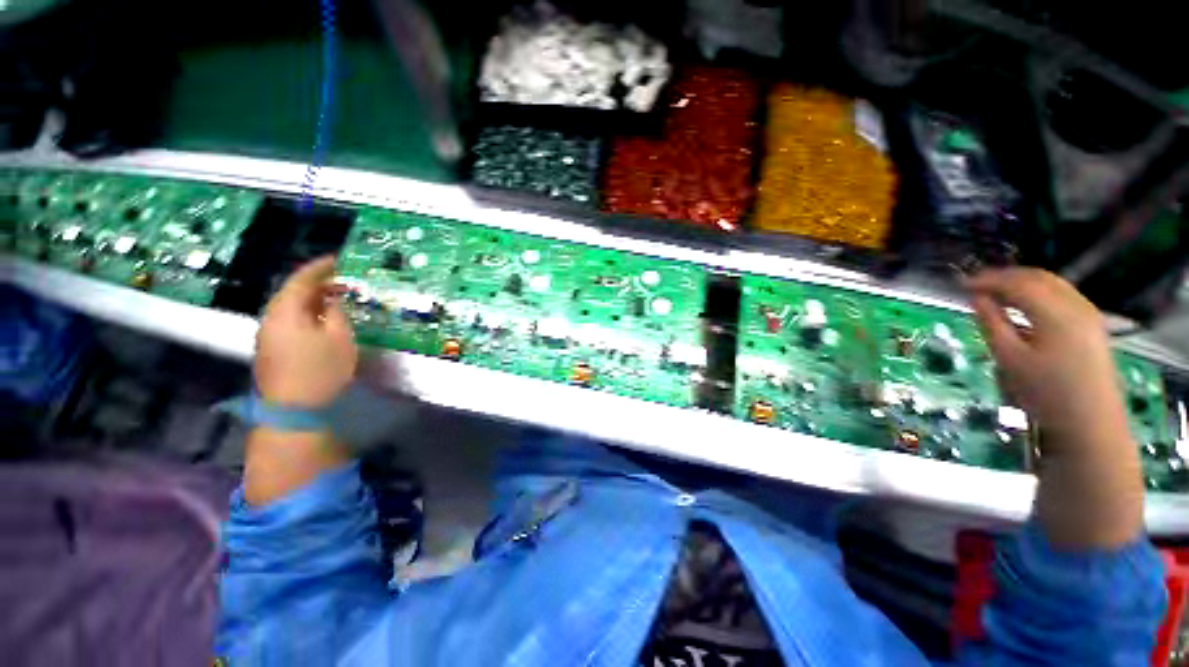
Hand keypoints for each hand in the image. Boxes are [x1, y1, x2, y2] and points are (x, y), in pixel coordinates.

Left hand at [255, 256, 356, 407]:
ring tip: (336, 298)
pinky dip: (306, 313)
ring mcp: (268, 335)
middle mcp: (271, 318)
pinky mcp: (271, 349)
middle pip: (292, 292)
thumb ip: (336, 313)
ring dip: (312, 299)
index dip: (320, 267)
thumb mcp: (339, 338)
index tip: (339, 259)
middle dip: (317, 284)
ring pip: (290, 307)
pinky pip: (289, 321)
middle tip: (343, 281)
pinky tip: (322, 320)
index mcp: (285, 312)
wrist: (293, 410)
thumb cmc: (321, 370)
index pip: (301, 280)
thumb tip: (332, 300)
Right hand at [967, 268, 1142, 549]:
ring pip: (1052, 284)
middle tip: (976, 285)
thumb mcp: (1009, 359)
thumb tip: (977, 299)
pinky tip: (1024, 306)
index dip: (988, 280)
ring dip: (1022, 283)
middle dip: (1005, 277)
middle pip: (1038, 277)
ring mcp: (1088, 314)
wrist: (1091, 423)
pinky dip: (1039, 293)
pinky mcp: (1092, 325)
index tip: (961, 284)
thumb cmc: (1045, 393)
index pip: (1017, 283)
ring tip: (996, 293)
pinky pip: (1062, 295)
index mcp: (1055, 313)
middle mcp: (1076, 305)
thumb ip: (992, 323)